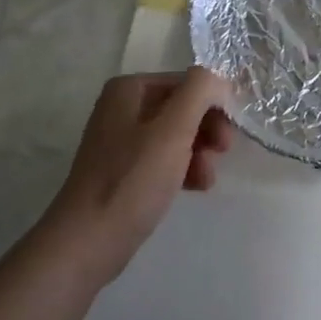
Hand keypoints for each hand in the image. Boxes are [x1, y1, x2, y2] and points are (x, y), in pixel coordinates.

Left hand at [39, 70, 233, 275]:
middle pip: (183, 108)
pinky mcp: (125, 170)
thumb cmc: (132, 180)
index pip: (188, 83)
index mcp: (129, 89)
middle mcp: (122, 108)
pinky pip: (164, 159)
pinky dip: (184, 168)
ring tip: (206, 178)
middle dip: (207, 129)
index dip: (215, 104)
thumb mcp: (172, 130)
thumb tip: (217, 78)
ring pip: (177, 135)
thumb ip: (199, 92)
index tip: (231, 133)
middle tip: (222, 153)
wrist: (88, 241)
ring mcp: (122, 141)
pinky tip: (196, 187)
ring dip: (200, 152)